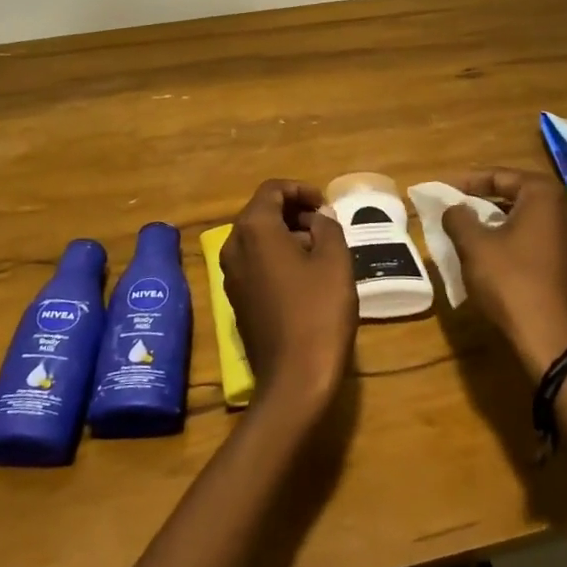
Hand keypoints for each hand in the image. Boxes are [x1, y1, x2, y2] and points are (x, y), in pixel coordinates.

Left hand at [219, 179, 358, 425]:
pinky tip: (304, 276)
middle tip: (326, 225)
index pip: (272, 189)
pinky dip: (276, 257)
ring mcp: (230, 275)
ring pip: (257, 238)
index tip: (325, 205)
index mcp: (254, 229)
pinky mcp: (236, 299)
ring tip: (320, 250)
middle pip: (261, 212)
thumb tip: (318, 217)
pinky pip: (255, 262)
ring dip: (286, 235)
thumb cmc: (318, 311)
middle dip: (294, 212)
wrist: (294, 377)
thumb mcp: (335, 260)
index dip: (301, 190)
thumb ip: (327, 226)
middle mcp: (233, 246)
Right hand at [441, 168, 566, 381]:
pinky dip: (515, 237)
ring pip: (529, 216)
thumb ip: (458, 218)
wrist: (552, 340)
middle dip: (485, 199)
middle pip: (518, 193)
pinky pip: (540, 236)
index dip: (468, 181)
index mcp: (545, 195)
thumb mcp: (474, 246)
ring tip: (470, 228)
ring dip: (499, 219)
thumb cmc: (511, 283)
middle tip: (456, 206)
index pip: (501, 175)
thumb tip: (454, 209)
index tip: (444, 190)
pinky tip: (494, 251)